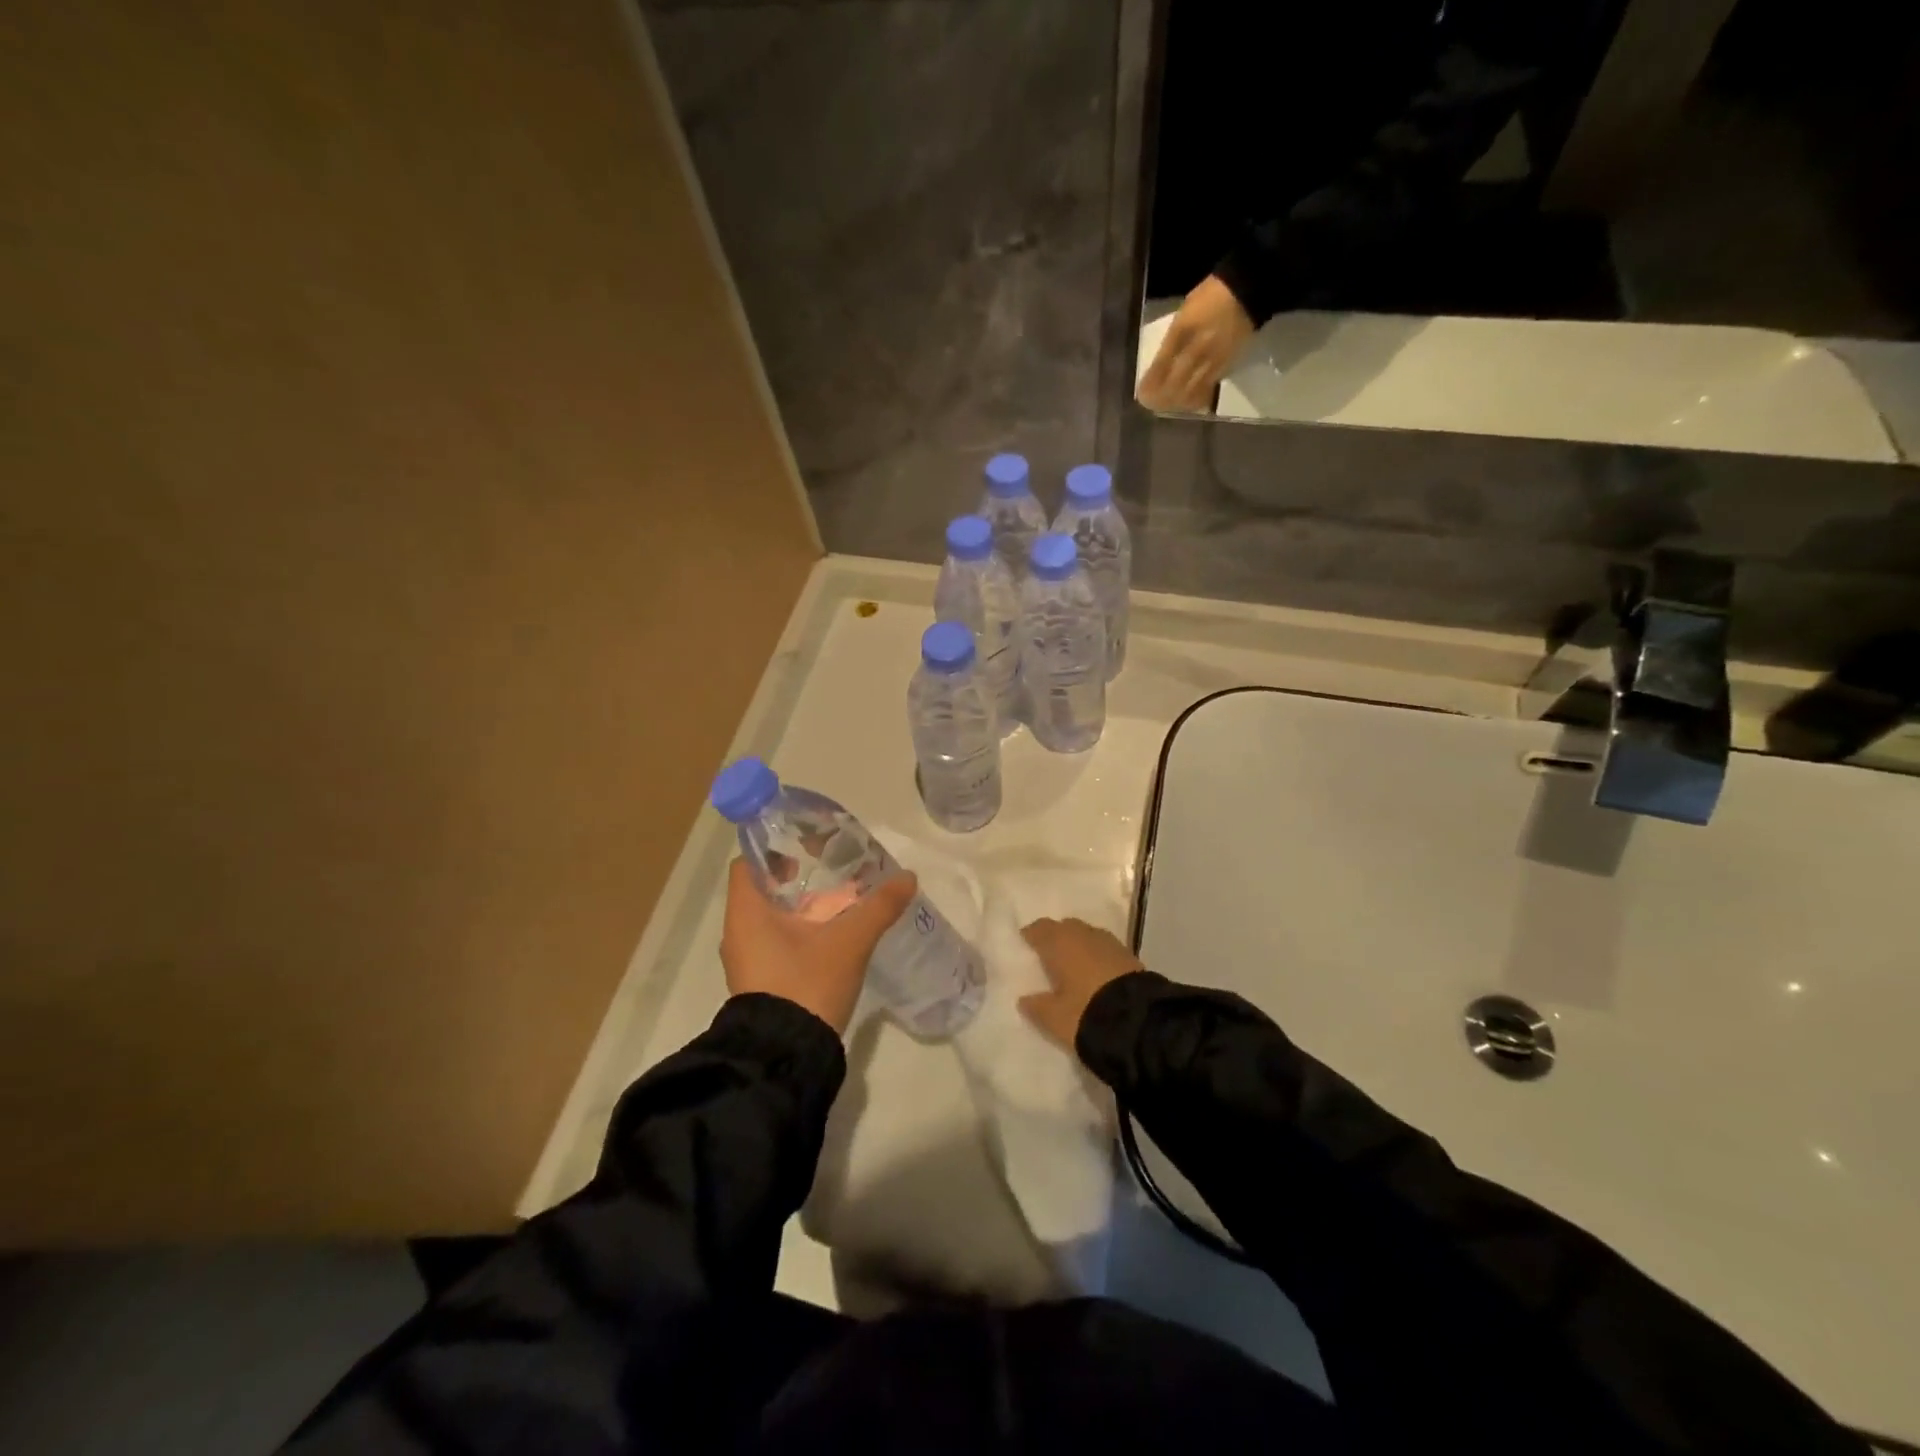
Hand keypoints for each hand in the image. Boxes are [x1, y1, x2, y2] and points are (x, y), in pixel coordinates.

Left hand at [720, 858, 918, 1035]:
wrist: (787, 1056)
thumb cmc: (807, 984)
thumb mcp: (849, 941)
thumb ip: (878, 907)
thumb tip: (908, 877)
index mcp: (746, 913)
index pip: (748, 864)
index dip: (773, 848)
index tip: (805, 843)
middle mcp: (739, 933)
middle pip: (763, 889)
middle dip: (797, 875)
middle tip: (832, 865)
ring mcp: (748, 960)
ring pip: (772, 918)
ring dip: (801, 905)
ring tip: (839, 896)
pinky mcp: (762, 981)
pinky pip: (776, 941)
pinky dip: (800, 930)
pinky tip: (832, 932)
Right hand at [1017, 917, 1145, 1051]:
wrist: (1139, 1021)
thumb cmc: (1085, 1012)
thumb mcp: (1054, 1018)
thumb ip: (1037, 1007)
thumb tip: (1024, 999)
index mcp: (1060, 943)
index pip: (1041, 928)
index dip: (1032, 935)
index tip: (1025, 944)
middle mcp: (1084, 935)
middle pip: (1066, 928)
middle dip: (1057, 937)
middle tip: (1049, 955)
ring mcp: (1110, 943)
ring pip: (1087, 936)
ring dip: (1079, 945)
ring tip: (1073, 965)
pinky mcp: (1130, 956)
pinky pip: (1105, 949)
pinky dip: (1097, 956)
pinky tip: (1096, 973)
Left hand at [1137, 274, 1254, 412]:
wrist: (1247, 290)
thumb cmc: (1211, 296)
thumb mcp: (1184, 311)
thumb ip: (1173, 337)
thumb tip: (1162, 361)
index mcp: (1182, 330)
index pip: (1161, 364)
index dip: (1151, 383)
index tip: (1142, 393)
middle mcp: (1196, 348)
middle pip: (1174, 383)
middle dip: (1161, 397)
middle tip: (1152, 404)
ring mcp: (1212, 359)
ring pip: (1190, 390)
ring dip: (1176, 402)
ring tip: (1167, 405)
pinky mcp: (1226, 365)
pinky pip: (1207, 388)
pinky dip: (1194, 398)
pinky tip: (1187, 402)